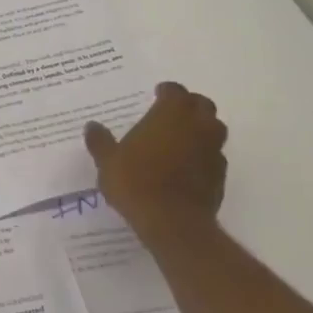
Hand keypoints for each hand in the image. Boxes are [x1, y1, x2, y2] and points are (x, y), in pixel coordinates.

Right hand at [84, 82, 227, 241]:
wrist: (172, 222)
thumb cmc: (136, 182)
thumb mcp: (108, 161)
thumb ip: (100, 141)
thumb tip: (92, 126)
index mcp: (170, 114)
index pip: (174, 91)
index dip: (166, 91)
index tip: (156, 95)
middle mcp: (197, 125)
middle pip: (201, 105)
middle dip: (188, 105)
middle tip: (171, 113)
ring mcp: (213, 150)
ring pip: (214, 128)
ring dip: (200, 128)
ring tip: (181, 138)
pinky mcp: (220, 174)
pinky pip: (214, 155)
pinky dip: (203, 154)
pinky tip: (187, 166)